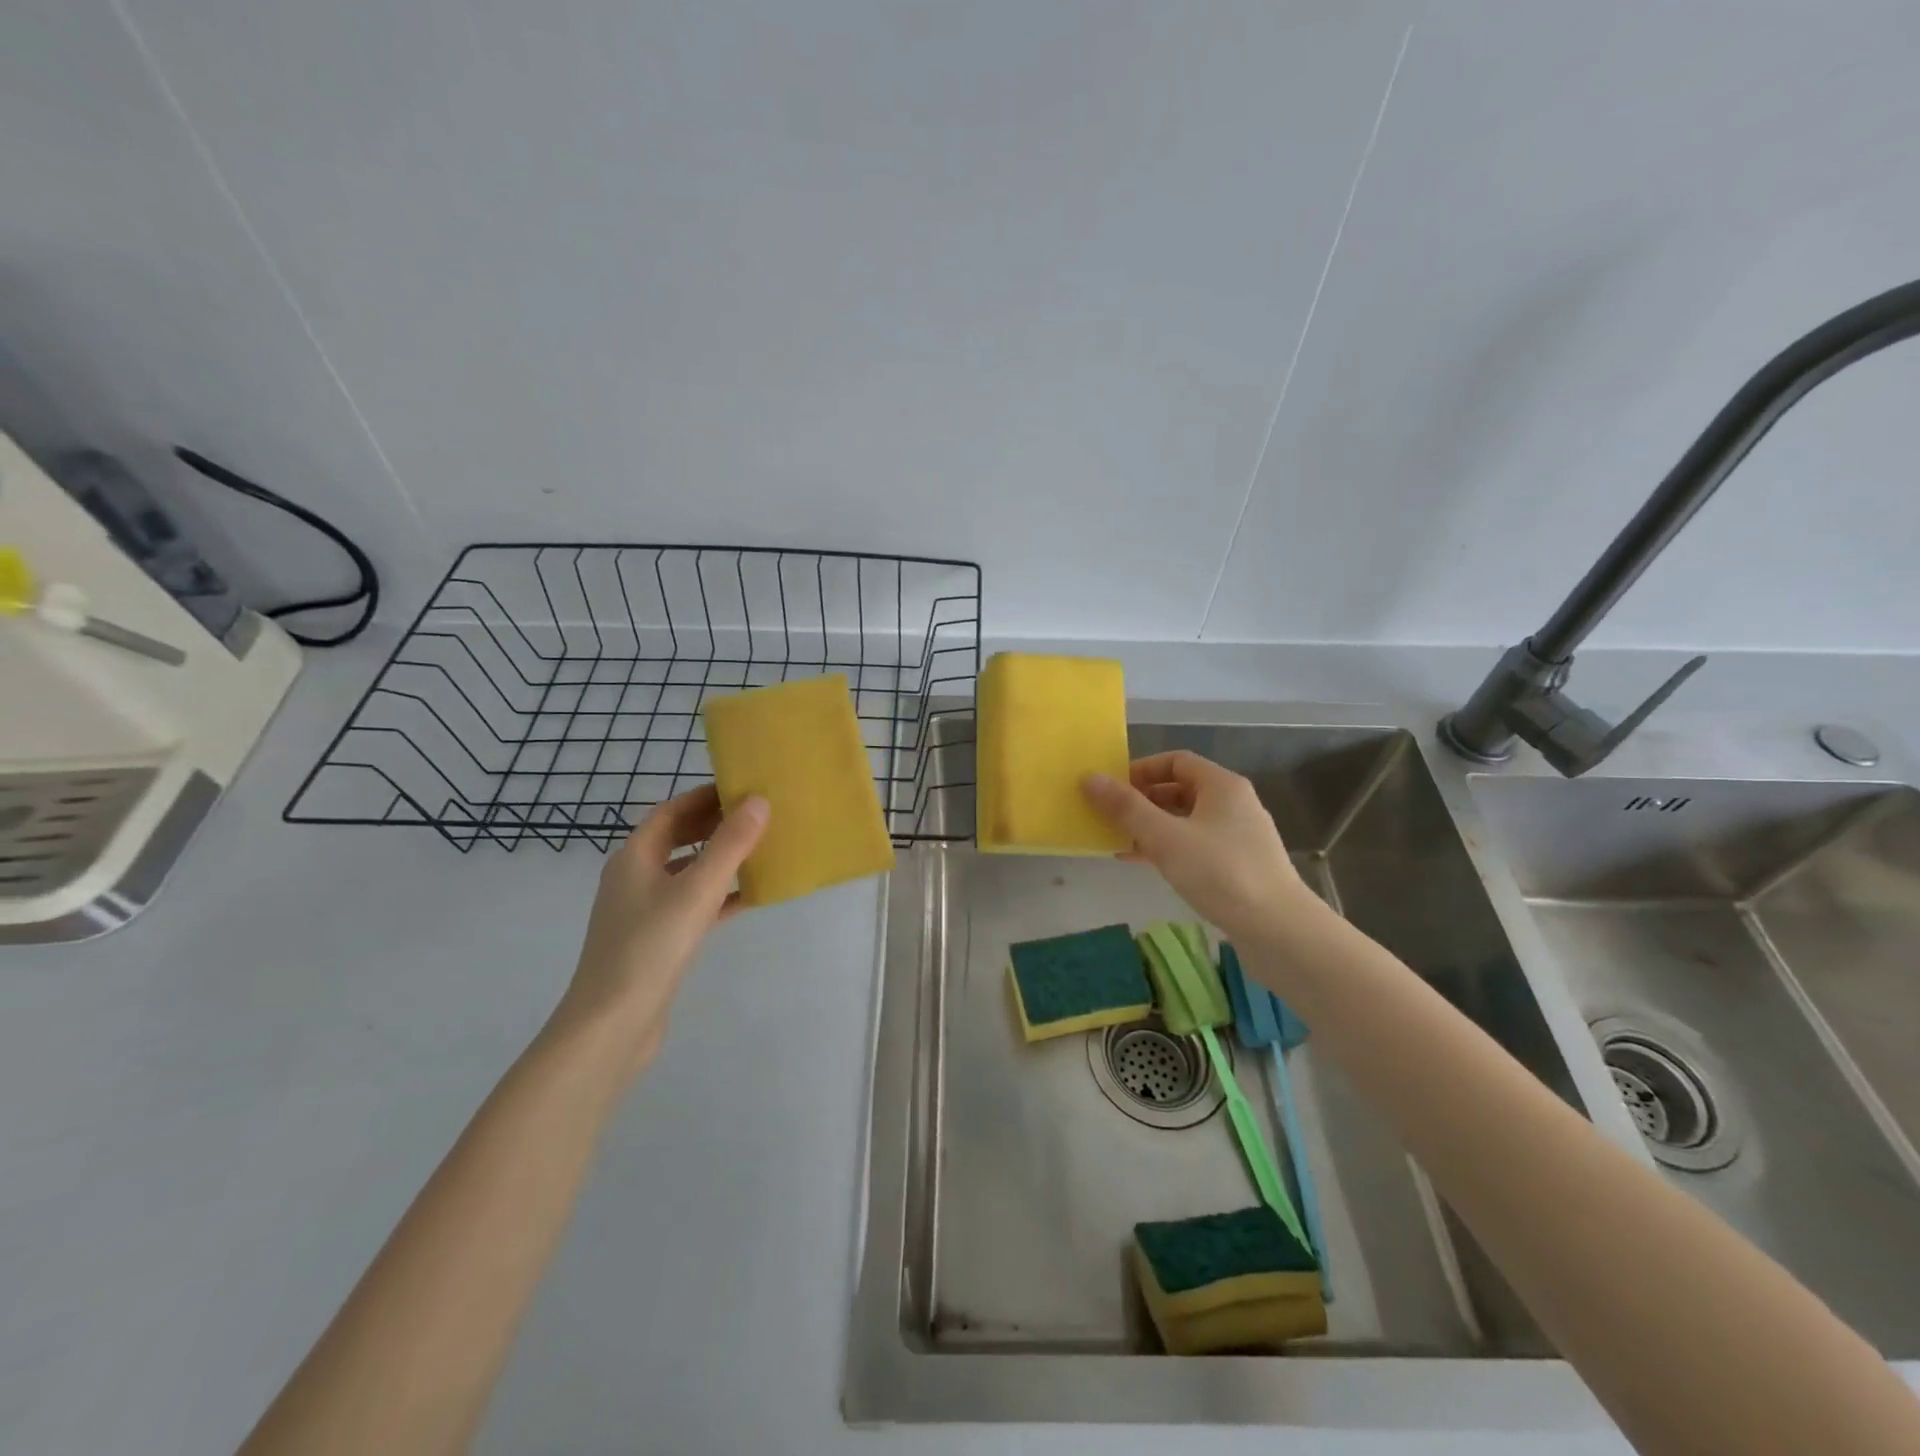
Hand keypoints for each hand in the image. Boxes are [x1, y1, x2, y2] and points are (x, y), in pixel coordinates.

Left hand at [550, 785, 768, 1071]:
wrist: (612, 1025)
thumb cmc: (650, 947)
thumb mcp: (696, 890)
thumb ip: (729, 845)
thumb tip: (758, 801)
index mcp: (634, 858)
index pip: (671, 811)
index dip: (704, 797)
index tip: (742, 789)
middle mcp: (635, 878)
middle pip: (677, 839)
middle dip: (714, 825)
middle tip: (757, 816)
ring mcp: (644, 912)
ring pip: (687, 872)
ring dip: (719, 859)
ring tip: (760, 849)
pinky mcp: (657, 941)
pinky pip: (693, 905)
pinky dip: (719, 896)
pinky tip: (750, 897)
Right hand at [1082, 750, 1318, 943]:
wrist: (1278, 930)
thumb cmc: (1221, 873)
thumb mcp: (1165, 838)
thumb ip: (1126, 808)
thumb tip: (1090, 778)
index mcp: (1222, 785)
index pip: (1176, 761)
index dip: (1141, 769)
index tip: (1112, 787)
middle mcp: (1233, 804)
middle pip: (1180, 789)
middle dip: (1142, 800)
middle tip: (1109, 816)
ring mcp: (1237, 836)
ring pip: (1185, 820)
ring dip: (1151, 826)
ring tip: (1117, 840)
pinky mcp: (1238, 865)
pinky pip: (1194, 845)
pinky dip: (1167, 848)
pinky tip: (1142, 863)